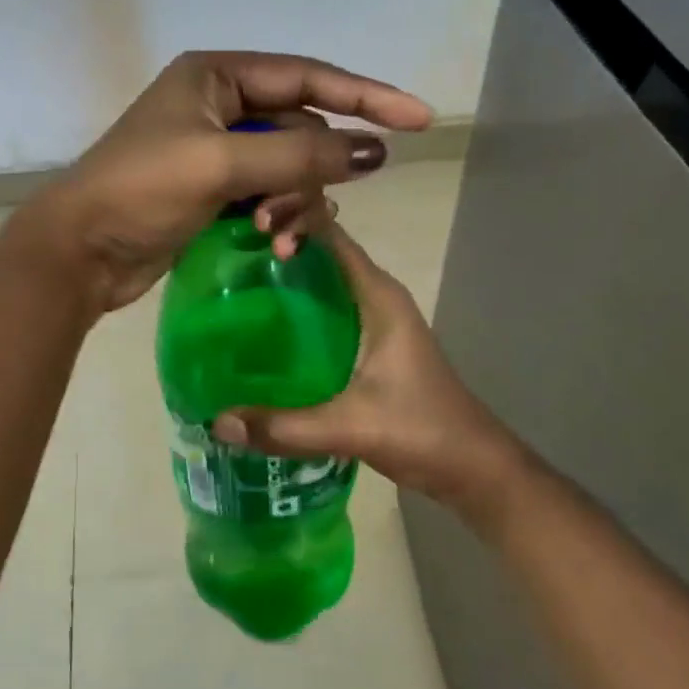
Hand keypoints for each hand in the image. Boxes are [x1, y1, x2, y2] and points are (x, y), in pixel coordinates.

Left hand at [20, 51, 431, 311]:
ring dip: (295, 201)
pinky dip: (279, 215)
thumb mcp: (221, 164)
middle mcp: (220, 104)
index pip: (308, 77)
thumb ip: (300, 153)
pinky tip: (276, 242)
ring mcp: (217, 149)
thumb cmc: (142, 191)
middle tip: (293, 217)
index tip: (419, 118)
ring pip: (289, 167)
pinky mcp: (214, 190)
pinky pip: (269, 193)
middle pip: (301, 128)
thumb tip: (374, 150)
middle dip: (310, 173)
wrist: (81, 251)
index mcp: (216, 76)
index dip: (366, 96)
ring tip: (277, 236)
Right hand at [211, 220, 519, 524]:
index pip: (330, 234)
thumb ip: (284, 427)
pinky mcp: (367, 346)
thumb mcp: (350, 427)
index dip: (290, 221)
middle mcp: (375, 297)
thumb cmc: (421, 431)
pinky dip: (293, 312)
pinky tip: (259, 333)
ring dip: (282, 281)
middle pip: (321, 253)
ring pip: (321, 284)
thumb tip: (216, 422)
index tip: (244, 231)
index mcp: (377, 295)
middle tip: (226, 258)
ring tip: (231, 288)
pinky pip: (323, 313)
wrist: (472, 467)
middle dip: (277, 248)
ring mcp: (373, 321)